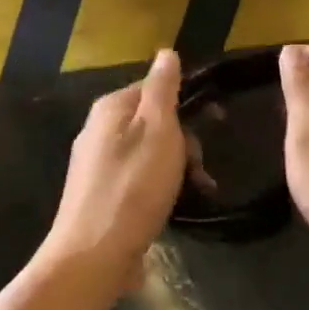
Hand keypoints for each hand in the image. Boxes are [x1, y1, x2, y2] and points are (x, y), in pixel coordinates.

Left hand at [40, 50, 186, 291]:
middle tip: (199, 169)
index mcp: (110, 108)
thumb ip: (163, 90)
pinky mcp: (98, 197)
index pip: (154, 87)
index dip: (186, 102)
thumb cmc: (132, 188)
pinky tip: (169, 210)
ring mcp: (95, 165)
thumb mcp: (157, 131)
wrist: (92, 257)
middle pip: (152, 122)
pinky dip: (157, 190)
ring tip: (193, 193)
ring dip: (175, 169)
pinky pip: (136, 180)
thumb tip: (166, 52)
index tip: (216, 122)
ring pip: (147, 153)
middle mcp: (97, 130)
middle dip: (183, 142)